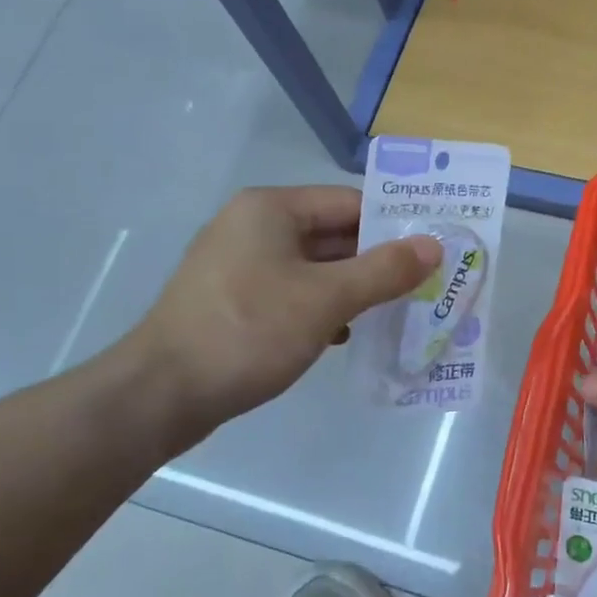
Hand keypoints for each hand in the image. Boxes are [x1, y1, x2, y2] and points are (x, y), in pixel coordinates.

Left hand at [123, 186, 438, 441]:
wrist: (161, 394)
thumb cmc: (248, 331)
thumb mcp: (326, 299)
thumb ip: (384, 270)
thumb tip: (433, 246)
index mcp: (271, 209)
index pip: (349, 202)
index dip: (394, 224)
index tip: (434, 249)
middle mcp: (253, 227)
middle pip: (333, 234)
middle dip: (378, 260)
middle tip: (426, 283)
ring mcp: (240, 266)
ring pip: (315, 268)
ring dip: (355, 287)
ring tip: (399, 310)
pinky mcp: (235, 302)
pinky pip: (294, 293)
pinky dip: (324, 308)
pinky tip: (349, 334)